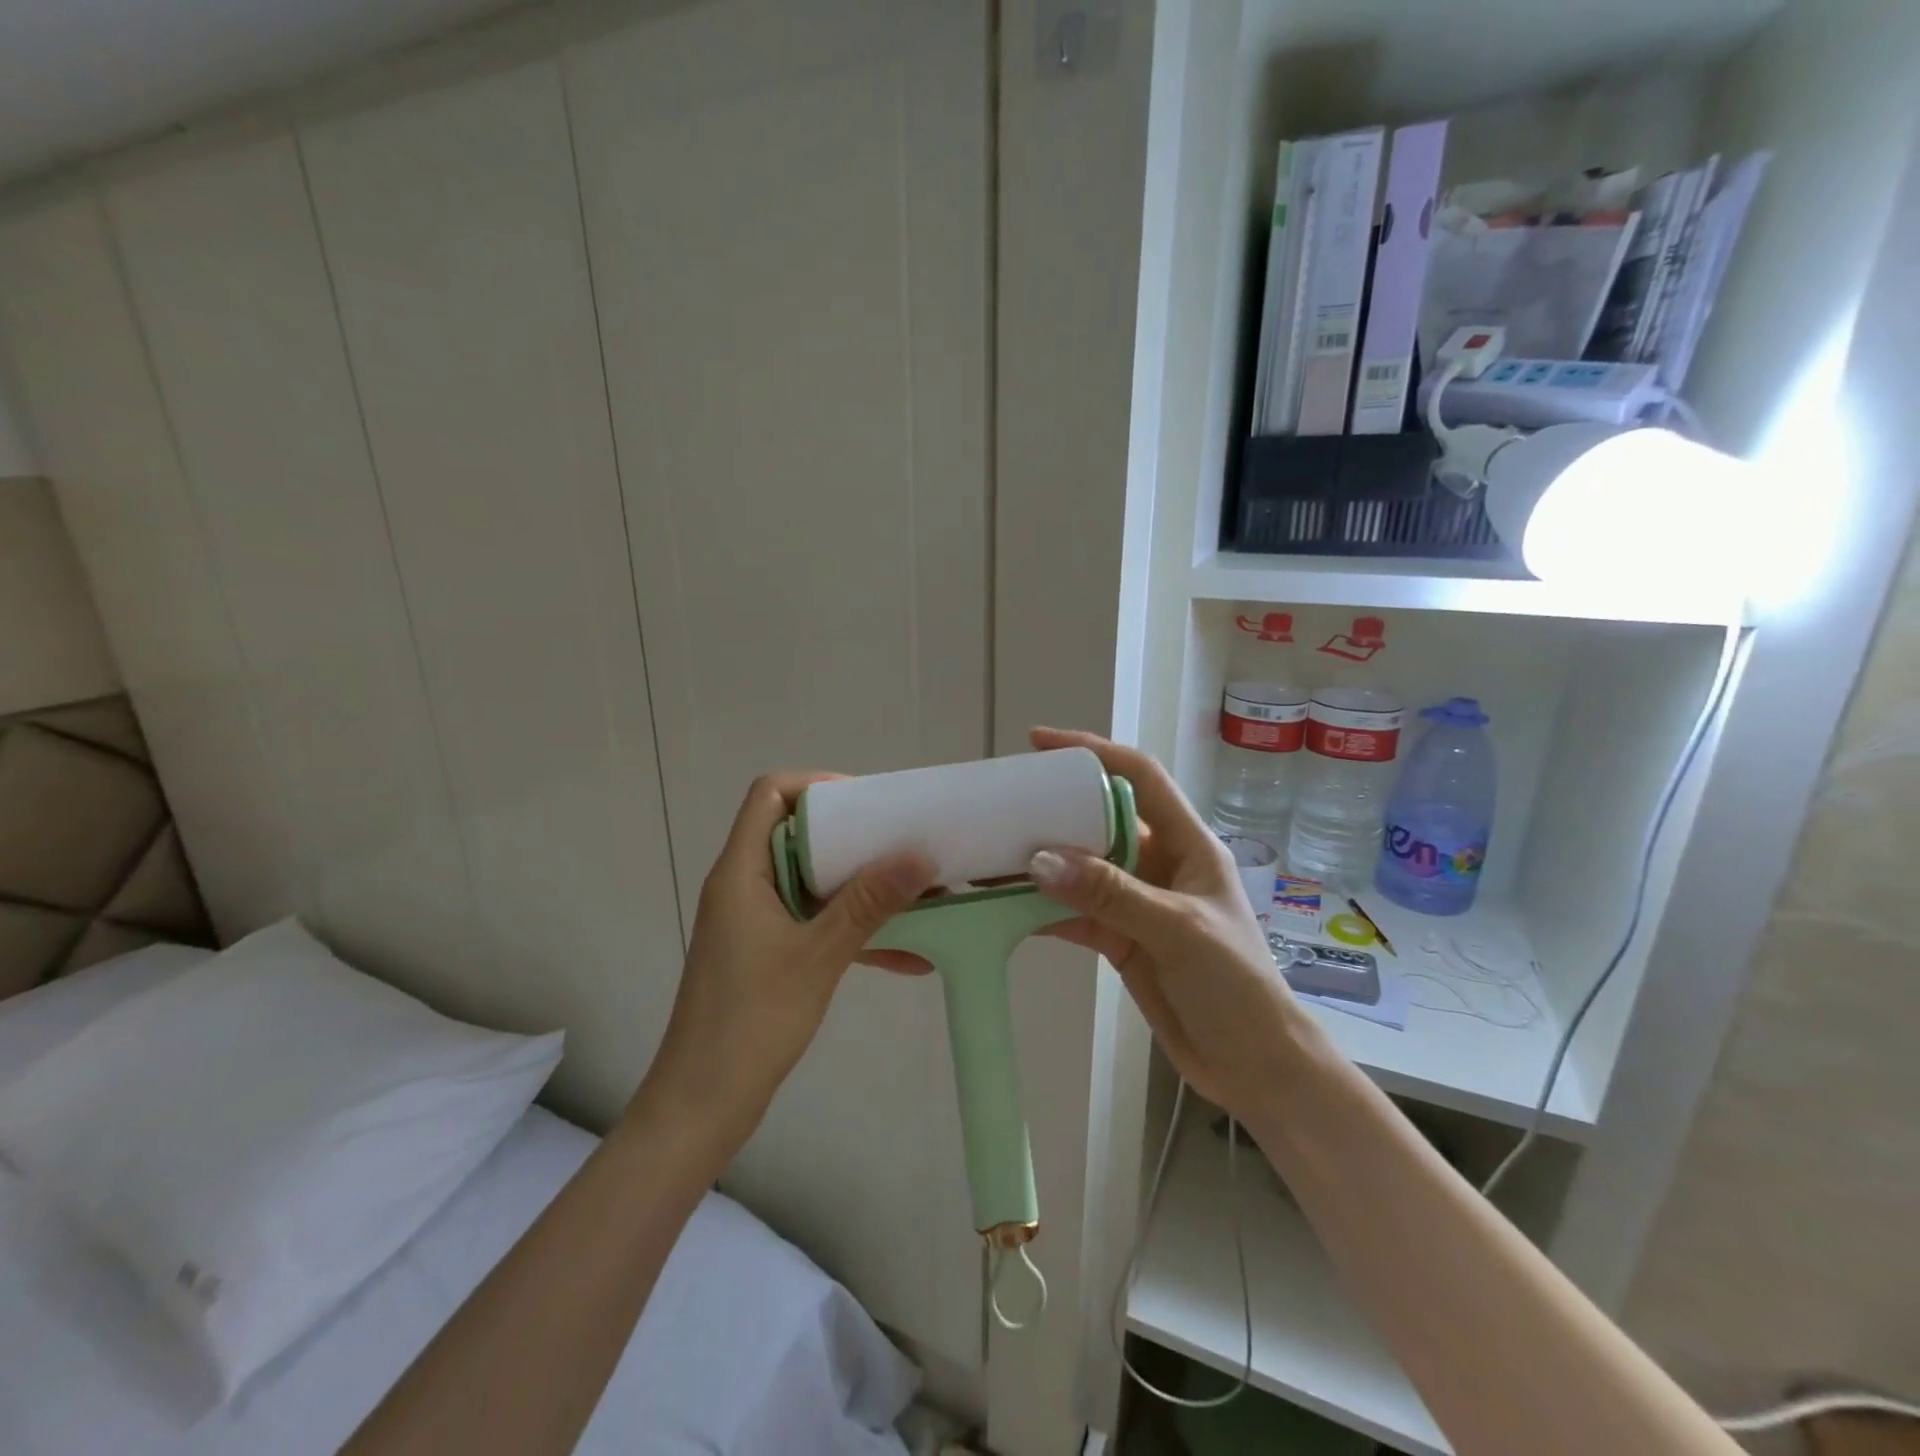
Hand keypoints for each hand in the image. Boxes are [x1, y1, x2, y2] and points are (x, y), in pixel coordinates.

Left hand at [631, 771, 934, 1153]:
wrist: (703, 1106)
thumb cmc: (751, 1021)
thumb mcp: (818, 956)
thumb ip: (868, 902)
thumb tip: (918, 854)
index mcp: (742, 871)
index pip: (769, 795)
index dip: (816, 786)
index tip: (868, 804)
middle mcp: (745, 886)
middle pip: (799, 835)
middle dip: (855, 837)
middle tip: (904, 842)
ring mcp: (756, 922)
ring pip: (815, 883)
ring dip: (863, 888)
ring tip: (919, 893)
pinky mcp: (768, 955)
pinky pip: (817, 925)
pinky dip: (855, 932)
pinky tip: (910, 956)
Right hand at [1027, 727, 1310, 1120]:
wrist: (1254, 1066)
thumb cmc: (1235, 985)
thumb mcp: (1177, 929)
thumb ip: (1110, 893)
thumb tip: (1040, 860)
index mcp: (1187, 844)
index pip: (1139, 777)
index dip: (1093, 752)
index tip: (1041, 743)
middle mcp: (1159, 863)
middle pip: (1100, 820)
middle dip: (1055, 809)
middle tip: (1003, 803)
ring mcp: (1137, 902)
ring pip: (1082, 868)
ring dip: (1042, 863)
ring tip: (992, 853)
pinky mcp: (1120, 939)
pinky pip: (1075, 911)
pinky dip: (1043, 908)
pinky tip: (1006, 907)